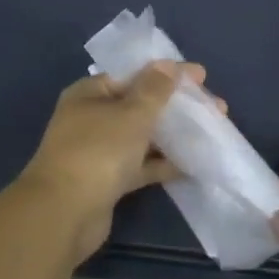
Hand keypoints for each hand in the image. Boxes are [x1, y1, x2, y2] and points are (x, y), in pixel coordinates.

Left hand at [16, 61, 211, 262]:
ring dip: (172, 135)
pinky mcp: (107, 181)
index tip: (201, 76)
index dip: (166, 73)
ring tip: (210, 132)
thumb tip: (168, 64)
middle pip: (139, 106)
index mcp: (89, 94)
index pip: (133, 75)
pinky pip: (140, 166)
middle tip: (214, 108)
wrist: (64, 213)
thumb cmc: (98, 151)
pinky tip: (193, 164)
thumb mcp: (131, 113)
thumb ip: (154, 89)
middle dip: (175, 106)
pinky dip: (163, 163)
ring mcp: (99, 152)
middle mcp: (91, 119)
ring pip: (142, 137)